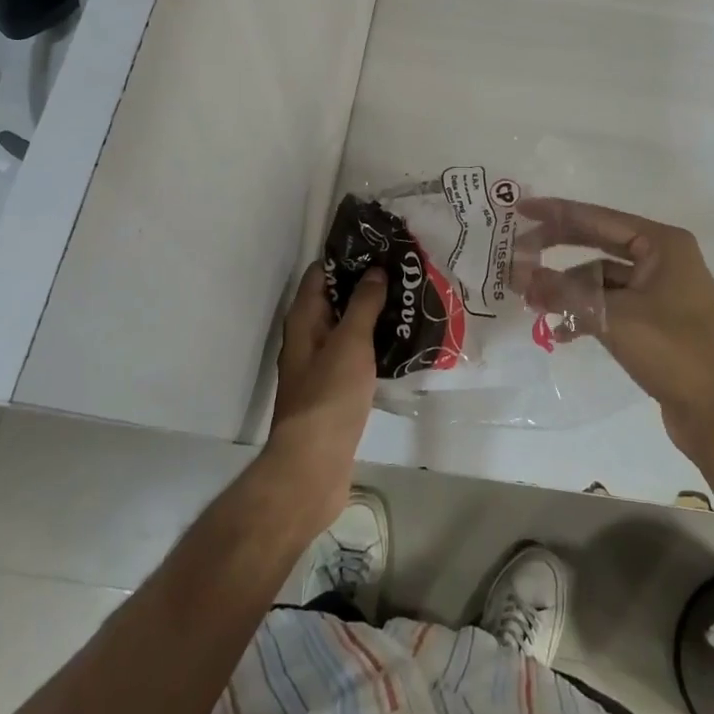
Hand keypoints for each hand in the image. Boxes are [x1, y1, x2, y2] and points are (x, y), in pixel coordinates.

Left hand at [265, 268, 384, 532]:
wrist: (313, 467)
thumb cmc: (329, 396)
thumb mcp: (350, 342)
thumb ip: (363, 304)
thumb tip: (375, 271)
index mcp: (304, 320)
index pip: (321, 273)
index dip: (347, 257)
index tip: (380, 246)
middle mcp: (308, 338)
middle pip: (335, 299)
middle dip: (366, 285)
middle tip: (404, 273)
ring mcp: (320, 366)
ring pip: (348, 329)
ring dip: (373, 316)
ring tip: (410, 302)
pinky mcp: (335, 392)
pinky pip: (356, 357)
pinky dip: (375, 346)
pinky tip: (402, 344)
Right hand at [515, 198, 713, 459]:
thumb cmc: (673, 352)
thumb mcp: (613, 317)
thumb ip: (563, 291)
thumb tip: (518, 274)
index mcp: (664, 245)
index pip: (599, 218)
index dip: (557, 213)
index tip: (522, 209)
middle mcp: (664, 260)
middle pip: (598, 243)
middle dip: (558, 250)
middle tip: (519, 252)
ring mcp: (661, 291)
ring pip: (601, 278)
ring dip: (569, 289)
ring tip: (533, 303)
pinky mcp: (656, 321)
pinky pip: (611, 304)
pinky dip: (586, 313)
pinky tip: (562, 333)